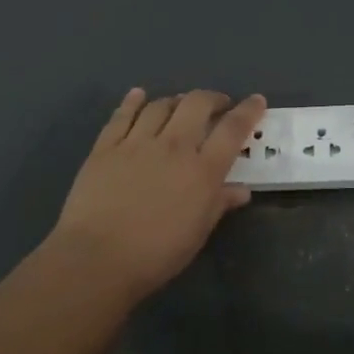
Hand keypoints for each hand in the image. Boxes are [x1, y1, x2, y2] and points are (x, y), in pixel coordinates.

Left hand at [46, 88, 266, 300]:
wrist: (97, 258)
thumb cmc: (156, 254)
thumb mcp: (198, 233)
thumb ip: (219, 204)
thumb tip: (241, 190)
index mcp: (202, 170)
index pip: (232, 130)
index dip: (248, 111)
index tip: (257, 101)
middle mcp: (173, 146)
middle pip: (196, 104)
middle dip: (212, 98)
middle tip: (217, 105)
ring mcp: (136, 143)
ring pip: (160, 105)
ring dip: (176, 100)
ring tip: (180, 105)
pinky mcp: (105, 147)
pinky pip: (122, 115)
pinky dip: (133, 102)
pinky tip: (138, 95)